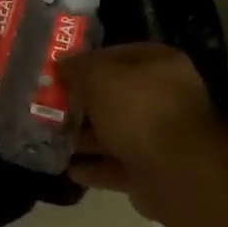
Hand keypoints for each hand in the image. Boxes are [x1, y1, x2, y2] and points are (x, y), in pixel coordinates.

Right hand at [60, 43, 227, 215]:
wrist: (177, 171)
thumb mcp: (101, 78)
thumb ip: (79, 68)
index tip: (59, 73)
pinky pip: (118, 166)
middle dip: (84, 103)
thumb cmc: (139, 111)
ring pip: (116, 133)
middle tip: (50, 108)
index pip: (119, 54)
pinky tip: (69, 169)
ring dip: (86, 138)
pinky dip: (95, 168)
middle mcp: (165, 98)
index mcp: (161, 65)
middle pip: (117, 97)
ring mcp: (161, 138)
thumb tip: (61, 63)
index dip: (88, 61)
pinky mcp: (153, 171)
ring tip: (53, 140)